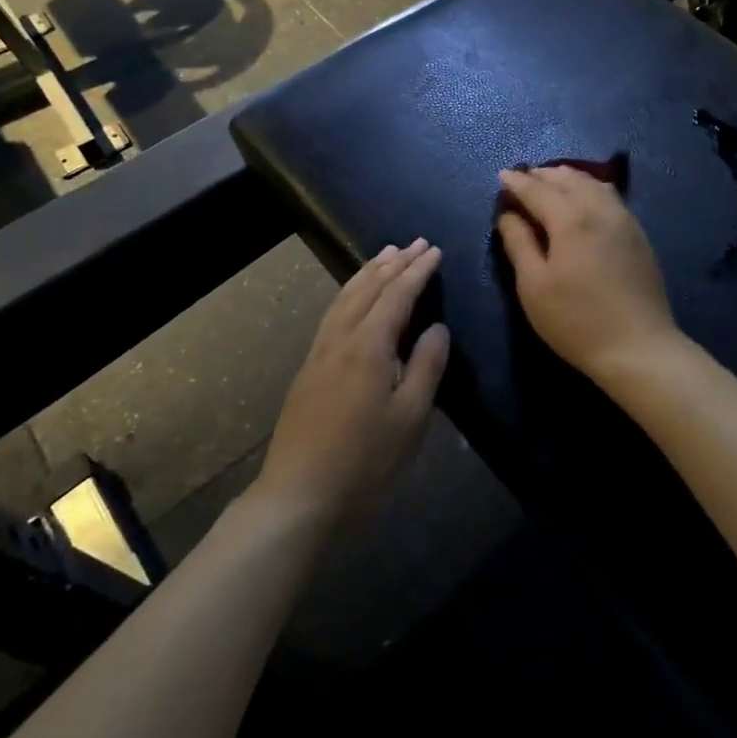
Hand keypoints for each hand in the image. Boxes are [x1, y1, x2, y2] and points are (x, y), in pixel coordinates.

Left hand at [256, 240, 449, 524]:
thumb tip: (437, 327)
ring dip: (368, 272)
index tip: (435, 250)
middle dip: (394, 263)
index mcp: (369, 346)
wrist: (299, 494)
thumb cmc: (365, 460)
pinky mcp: (309, 368)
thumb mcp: (410, 417)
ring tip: (385, 254)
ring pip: (345, 297)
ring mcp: (320, 352)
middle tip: (416, 242)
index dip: (418, 271)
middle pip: (369, 288)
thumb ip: (426, 366)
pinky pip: (333, 313)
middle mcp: (341, 339)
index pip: (397, 295)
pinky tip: (354, 296)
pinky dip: (350, 292)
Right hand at [495, 167, 679, 381]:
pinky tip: (582, 201)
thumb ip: (518, 243)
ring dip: (567, 178)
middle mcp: (600, 208)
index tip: (501, 176)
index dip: (516, 182)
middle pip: (568, 178)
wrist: (639, 348)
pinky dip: (588, 188)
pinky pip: (609, 196)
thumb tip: (508, 214)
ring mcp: (624, 219)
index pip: (537, 189)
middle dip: (542, 175)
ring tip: (550, 185)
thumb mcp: (533, 285)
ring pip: (592, 182)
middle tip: (522, 179)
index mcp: (571, 218)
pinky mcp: (638, 234)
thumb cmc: (576, 320)